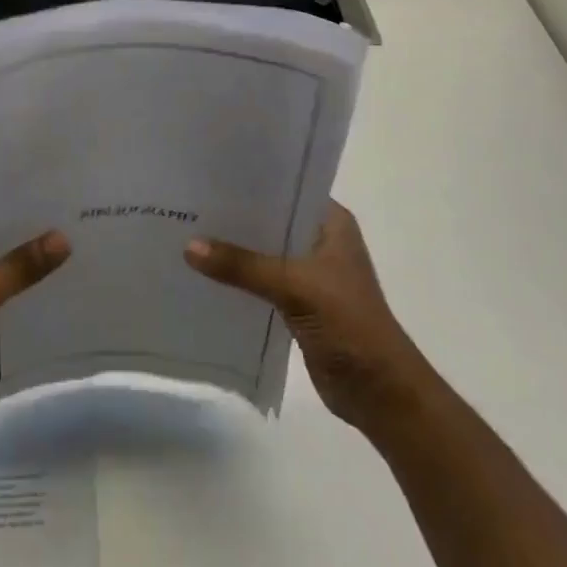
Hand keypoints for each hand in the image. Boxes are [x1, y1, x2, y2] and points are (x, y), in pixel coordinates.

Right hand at [185, 201, 428, 435]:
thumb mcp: (295, 286)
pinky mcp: (297, 303)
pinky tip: (203, 273)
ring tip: (186, 232)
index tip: (208, 174)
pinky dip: (238, 278)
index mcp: (331, 221)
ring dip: (234, 249)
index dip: (250, 181)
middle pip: (269, 220)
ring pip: (263, 252)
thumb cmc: (349, 324)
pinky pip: (260, 281)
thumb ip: (243, 265)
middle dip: (234, 216)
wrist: (380, 392)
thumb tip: (188, 246)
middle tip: (187, 202)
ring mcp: (309, 273)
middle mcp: (319, 240)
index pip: (286, 187)